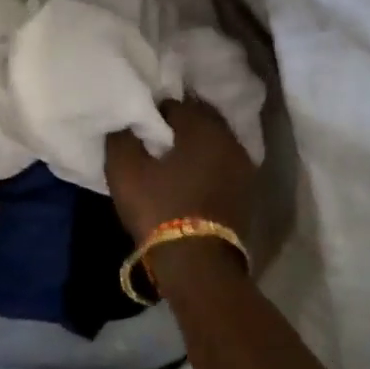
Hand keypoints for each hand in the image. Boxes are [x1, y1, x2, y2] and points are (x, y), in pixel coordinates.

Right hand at [104, 98, 256, 243]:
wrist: (198, 264)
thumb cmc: (159, 209)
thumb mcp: (125, 170)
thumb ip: (122, 137)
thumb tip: (126, 122)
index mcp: (202, 127)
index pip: (174, 104)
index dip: (153, 114)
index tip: (139, 129)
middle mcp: (230, 139)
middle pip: (200, 120)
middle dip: (179, 126)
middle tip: (155, 141)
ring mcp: (244, 167)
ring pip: (214, 143)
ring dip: (195, 147)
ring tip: (172, 160)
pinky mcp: (247, 192)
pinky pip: (223, 166)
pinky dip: (208, 166)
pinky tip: (190, 178)